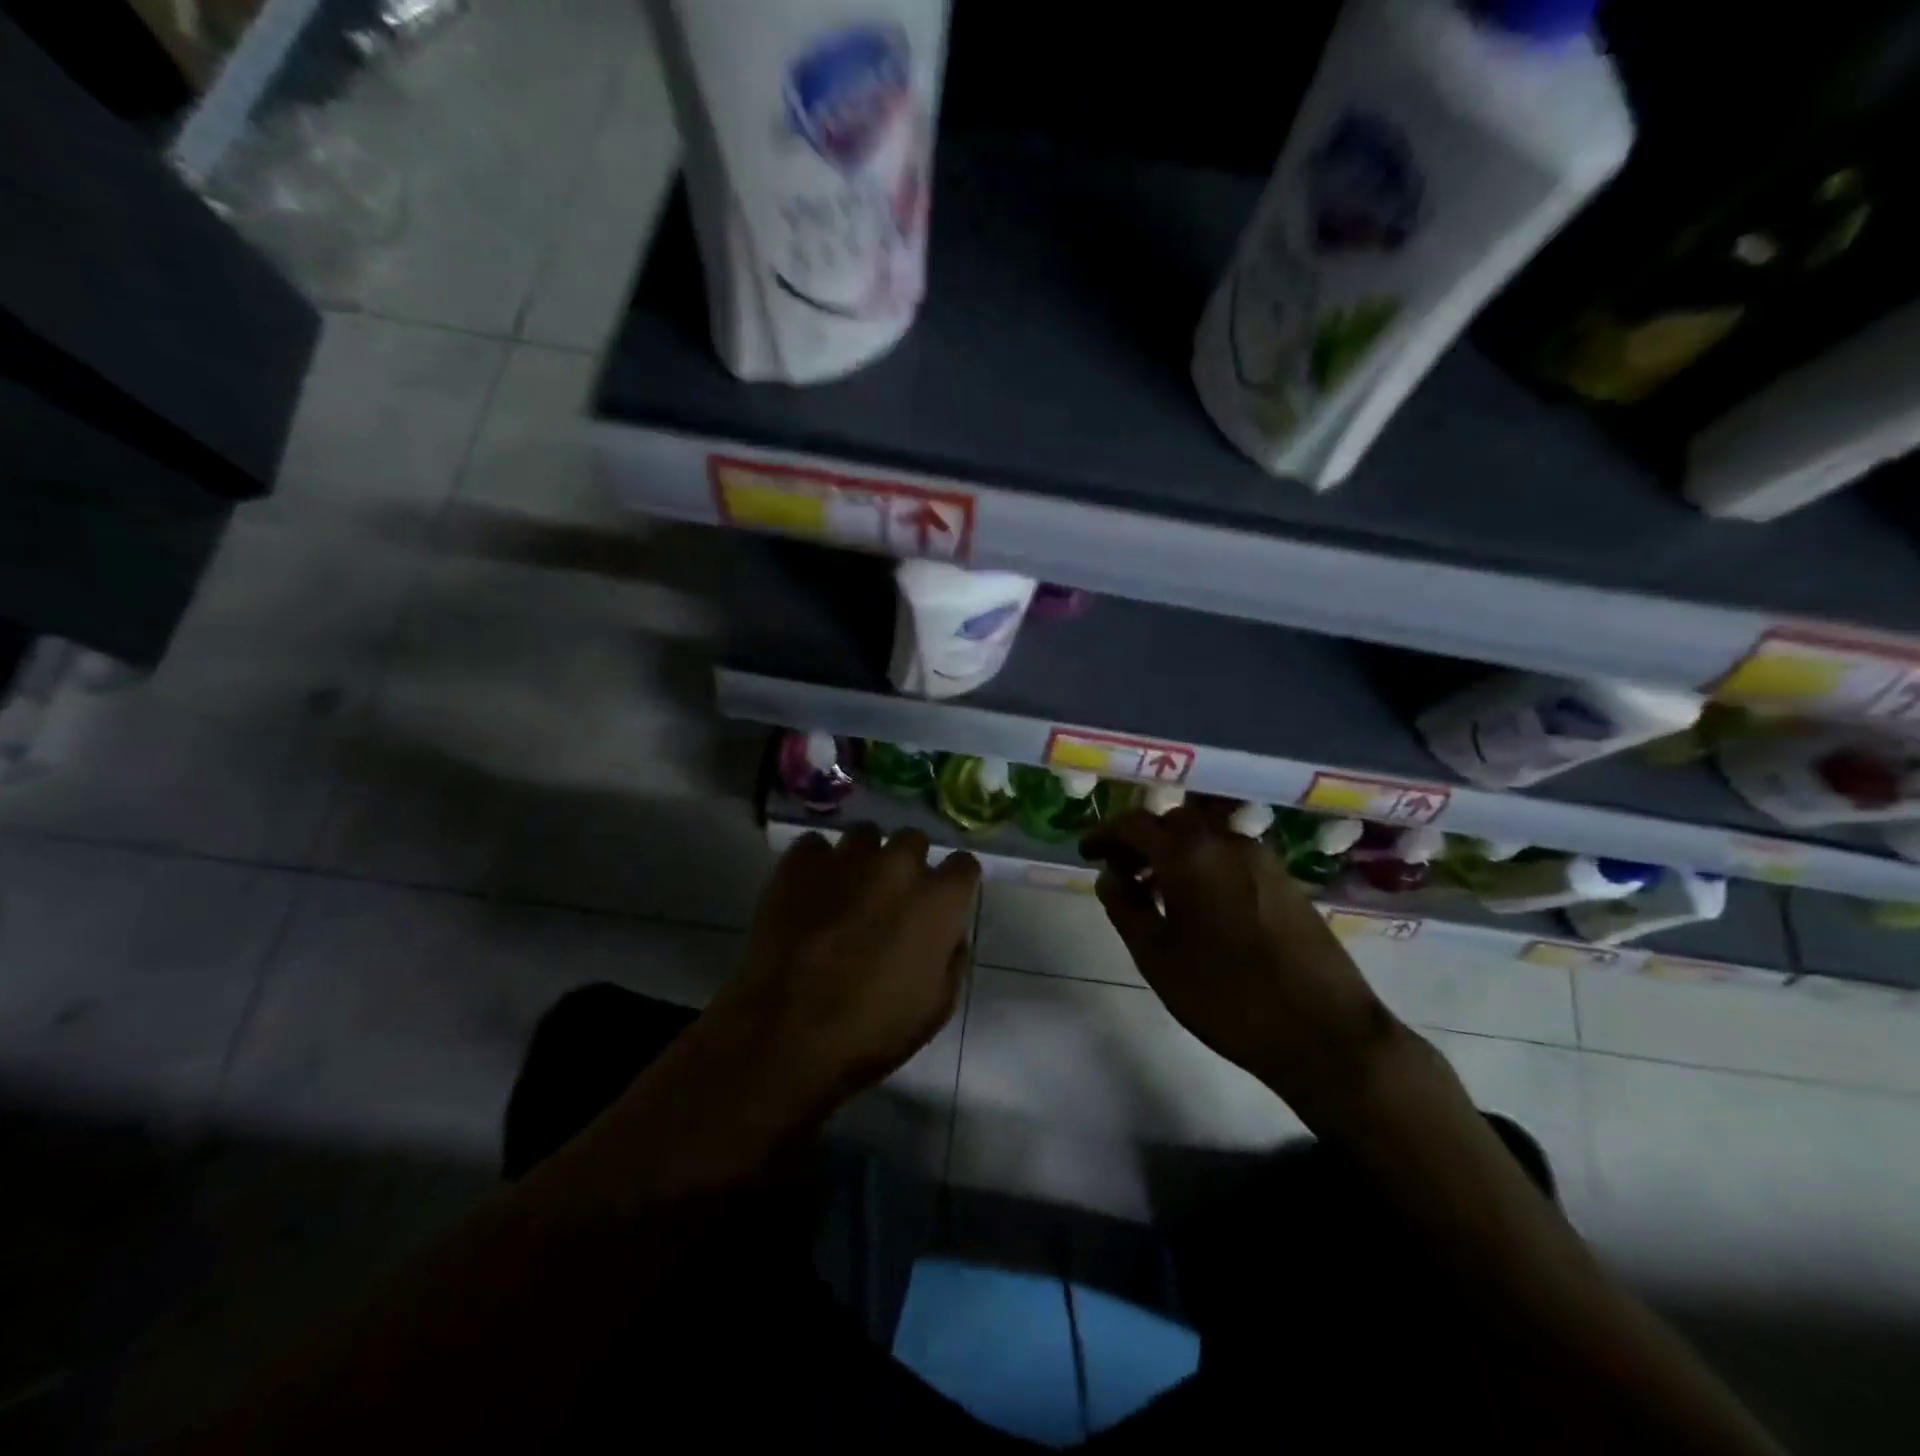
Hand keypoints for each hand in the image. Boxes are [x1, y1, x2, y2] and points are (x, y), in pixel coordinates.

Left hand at [715, 823, 979, 1112]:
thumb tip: (948, 934)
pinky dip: (816, 864)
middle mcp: (897, 864)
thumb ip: (951, 958)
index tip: (943, 901)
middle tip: (891, 898)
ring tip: (847, 888)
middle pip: (912, 840)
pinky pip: (814, 846)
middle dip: (908, 863)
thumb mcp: (936, 1007)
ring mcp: (846, 858)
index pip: (963, 864)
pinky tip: (808, 891)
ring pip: (864, 835)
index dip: (955, 883)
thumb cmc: (872, 1030)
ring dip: (864, 857)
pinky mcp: (799, 862)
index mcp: (937, 899)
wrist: (787, 1031)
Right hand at [1080, 807, 1400, 1114]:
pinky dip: (1204, 863)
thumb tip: (1109, 875)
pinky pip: (1231, 854)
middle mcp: (1227, 842)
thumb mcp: (1157, 957)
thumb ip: (1125, 907)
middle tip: (1120, 870)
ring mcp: (1262, 858)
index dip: (1105, 834)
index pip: (1135, 824)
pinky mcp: (1286, 880)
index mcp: (1189, 854)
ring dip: (1174, 851)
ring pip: (1205, 836)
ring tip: (1156, 890)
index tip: (1086, 852)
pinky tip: (1199, 903)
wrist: (1325, 1032)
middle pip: (1173, 821)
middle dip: (1141, 839)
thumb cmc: (1227, 996)